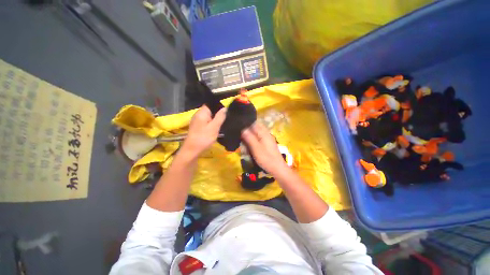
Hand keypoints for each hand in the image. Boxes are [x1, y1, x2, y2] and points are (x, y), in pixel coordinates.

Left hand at [181, 105, 225, 159]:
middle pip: (210, 110)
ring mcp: (197, 121)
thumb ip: (220, 117)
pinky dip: (212, 124)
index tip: (227, 110)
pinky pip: (207, 122)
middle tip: (227, 117)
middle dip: (218, 113)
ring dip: (216, 119)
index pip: (211, 103)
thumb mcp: (214, 127)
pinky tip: (217, 128)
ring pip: (209, 116)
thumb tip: (225, 108)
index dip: (219, 105)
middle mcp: (198, 114)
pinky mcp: (198, 127)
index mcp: (202, 112)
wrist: (192, 150)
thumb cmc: (204, 138)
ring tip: (224, 122)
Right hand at [241, 123, 288, 175]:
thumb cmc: (266, 158)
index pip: (254, 124)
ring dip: (252, 135)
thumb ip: (249, 138)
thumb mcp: (256, 148)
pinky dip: (255, 140)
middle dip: (249, 130)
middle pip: (257, 128)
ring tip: (245, 141)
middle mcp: (267, 134)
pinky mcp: (269, 144)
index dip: (247, 125)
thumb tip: (243, 129)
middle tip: (242, 136)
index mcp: (264, 133)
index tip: (240, 129)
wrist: (278, 168)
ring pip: (258, 133)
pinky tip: (252, 145)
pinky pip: (260, 138)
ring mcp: (268, 139)